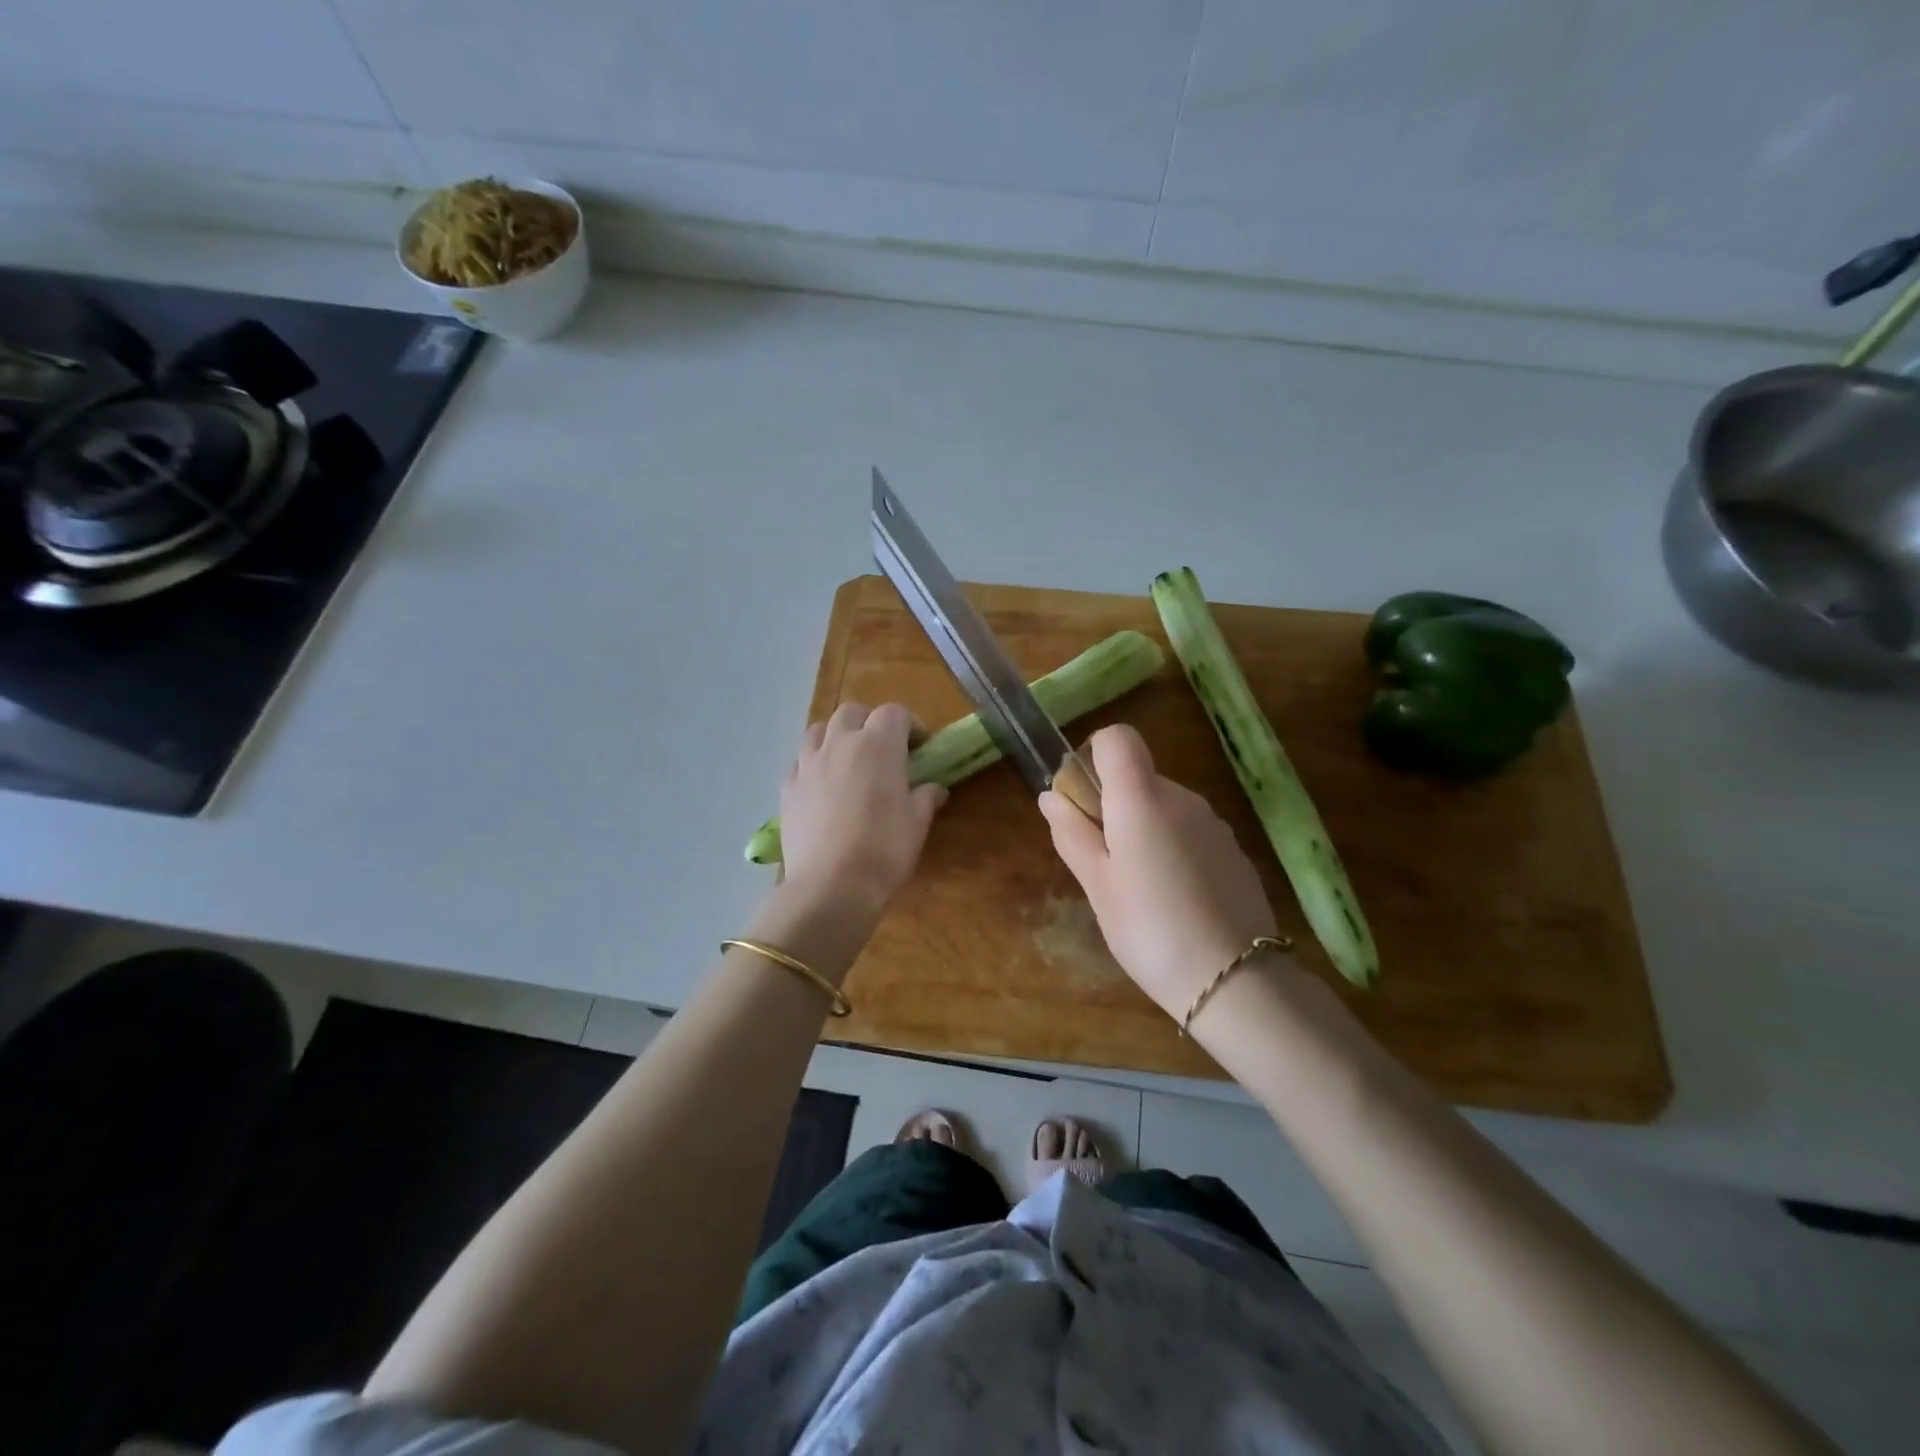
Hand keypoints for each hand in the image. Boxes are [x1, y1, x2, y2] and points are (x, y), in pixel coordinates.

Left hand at [779, 702, 944, 915]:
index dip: (910, 725)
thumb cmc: (884, 850)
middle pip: (852, 712)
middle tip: (883, 750)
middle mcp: (840, 743)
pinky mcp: (787, 788)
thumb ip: (925, 797)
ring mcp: (808, 764)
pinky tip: (822, 787)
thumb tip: (934, 788)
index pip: (895, 712)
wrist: (831, 886)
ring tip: (848, 761)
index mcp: (878, 745)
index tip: (920, 747)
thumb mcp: (917, 823)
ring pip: (819, 730)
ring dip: (836, 737)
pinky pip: (800, 762)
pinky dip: (813, 764)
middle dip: (870, 723)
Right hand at [1040, 724, 1279, 1018]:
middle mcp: (1182, 797)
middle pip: (1139, 776)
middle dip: (1113, 806)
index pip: (1117, 737)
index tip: (1083, 802)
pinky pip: (1189, 832)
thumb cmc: (1148, 929)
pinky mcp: (1234, 850)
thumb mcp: (1097, 886)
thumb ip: (1072, 834)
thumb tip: (1052, 796)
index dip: (1094, 757)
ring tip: (1138, 889)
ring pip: (1164, 807)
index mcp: (1142, 798)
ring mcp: (1214, 823)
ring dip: (1143, 830)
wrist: (1234, 980)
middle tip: (1102, 863)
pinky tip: (1174, 899)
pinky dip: (1173, 849)